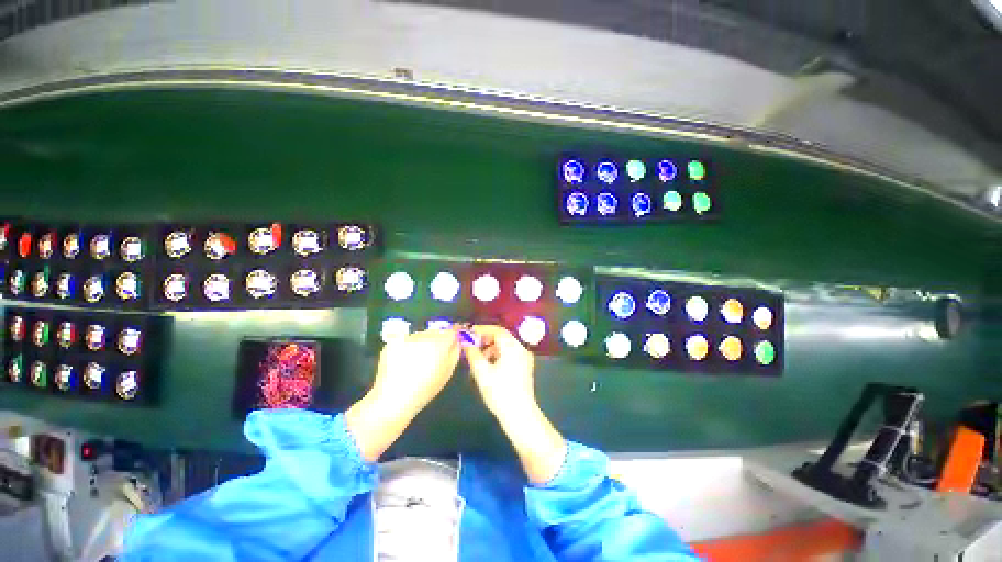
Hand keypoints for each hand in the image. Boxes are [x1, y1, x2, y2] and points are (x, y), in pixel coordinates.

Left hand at [346, 328, 459, 461]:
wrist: (394, 398)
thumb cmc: (426, 388)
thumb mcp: (448, 372)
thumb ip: (455, 352)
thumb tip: (457, 341)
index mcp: (440, 343)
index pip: (451, 331)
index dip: (453, 336)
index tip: (452, 342)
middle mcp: (424, 336)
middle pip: (435, 331)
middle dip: (437, 339)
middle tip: (433, 354)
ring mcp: (407, 338)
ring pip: (420, 334)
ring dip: (422, 342)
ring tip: (417, 360)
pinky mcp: (393, 342)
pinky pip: (405, 340)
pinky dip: (407, 346)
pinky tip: (404, 361)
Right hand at [463, 325, 565, 483]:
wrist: (520, 416)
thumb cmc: (500, 393)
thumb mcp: (482, 372)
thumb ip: (472, 353)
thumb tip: (464, 340)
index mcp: (513, 347)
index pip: (497, 330)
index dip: (481, 330)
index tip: (468, 334)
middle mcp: (521, 349)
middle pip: (501, 337)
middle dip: (485, 340)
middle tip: (471, 346)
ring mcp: (524, 358)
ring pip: (505, 346)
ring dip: (490, 349)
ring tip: (477, 359)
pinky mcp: (524, 367)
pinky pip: (509, 354)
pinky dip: (497, 356)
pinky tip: (488, 367)